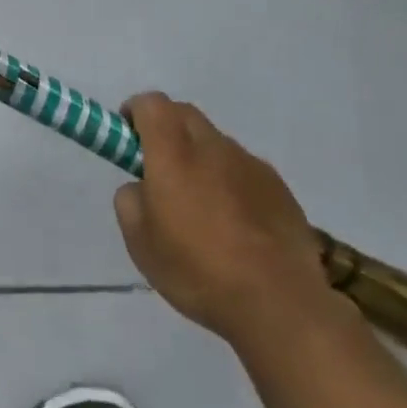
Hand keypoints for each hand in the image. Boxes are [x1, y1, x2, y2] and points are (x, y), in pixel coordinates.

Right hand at [113, 93, 343, 354]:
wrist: (278, 304)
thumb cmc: (197, 270)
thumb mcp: (139, 242)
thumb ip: (130, 199)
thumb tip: (141, 186)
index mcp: (173, 153)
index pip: (150, 104)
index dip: (134, 113)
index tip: (127, 141)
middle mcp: (213, 147)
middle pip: (184, 114)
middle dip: (166, 129)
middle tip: (159, 169)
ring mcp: (250, 165)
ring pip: (215, 142)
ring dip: (200, 157)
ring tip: (201, 206)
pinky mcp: (279, 187)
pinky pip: (244, 169)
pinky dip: (230, 181)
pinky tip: (235, 224)